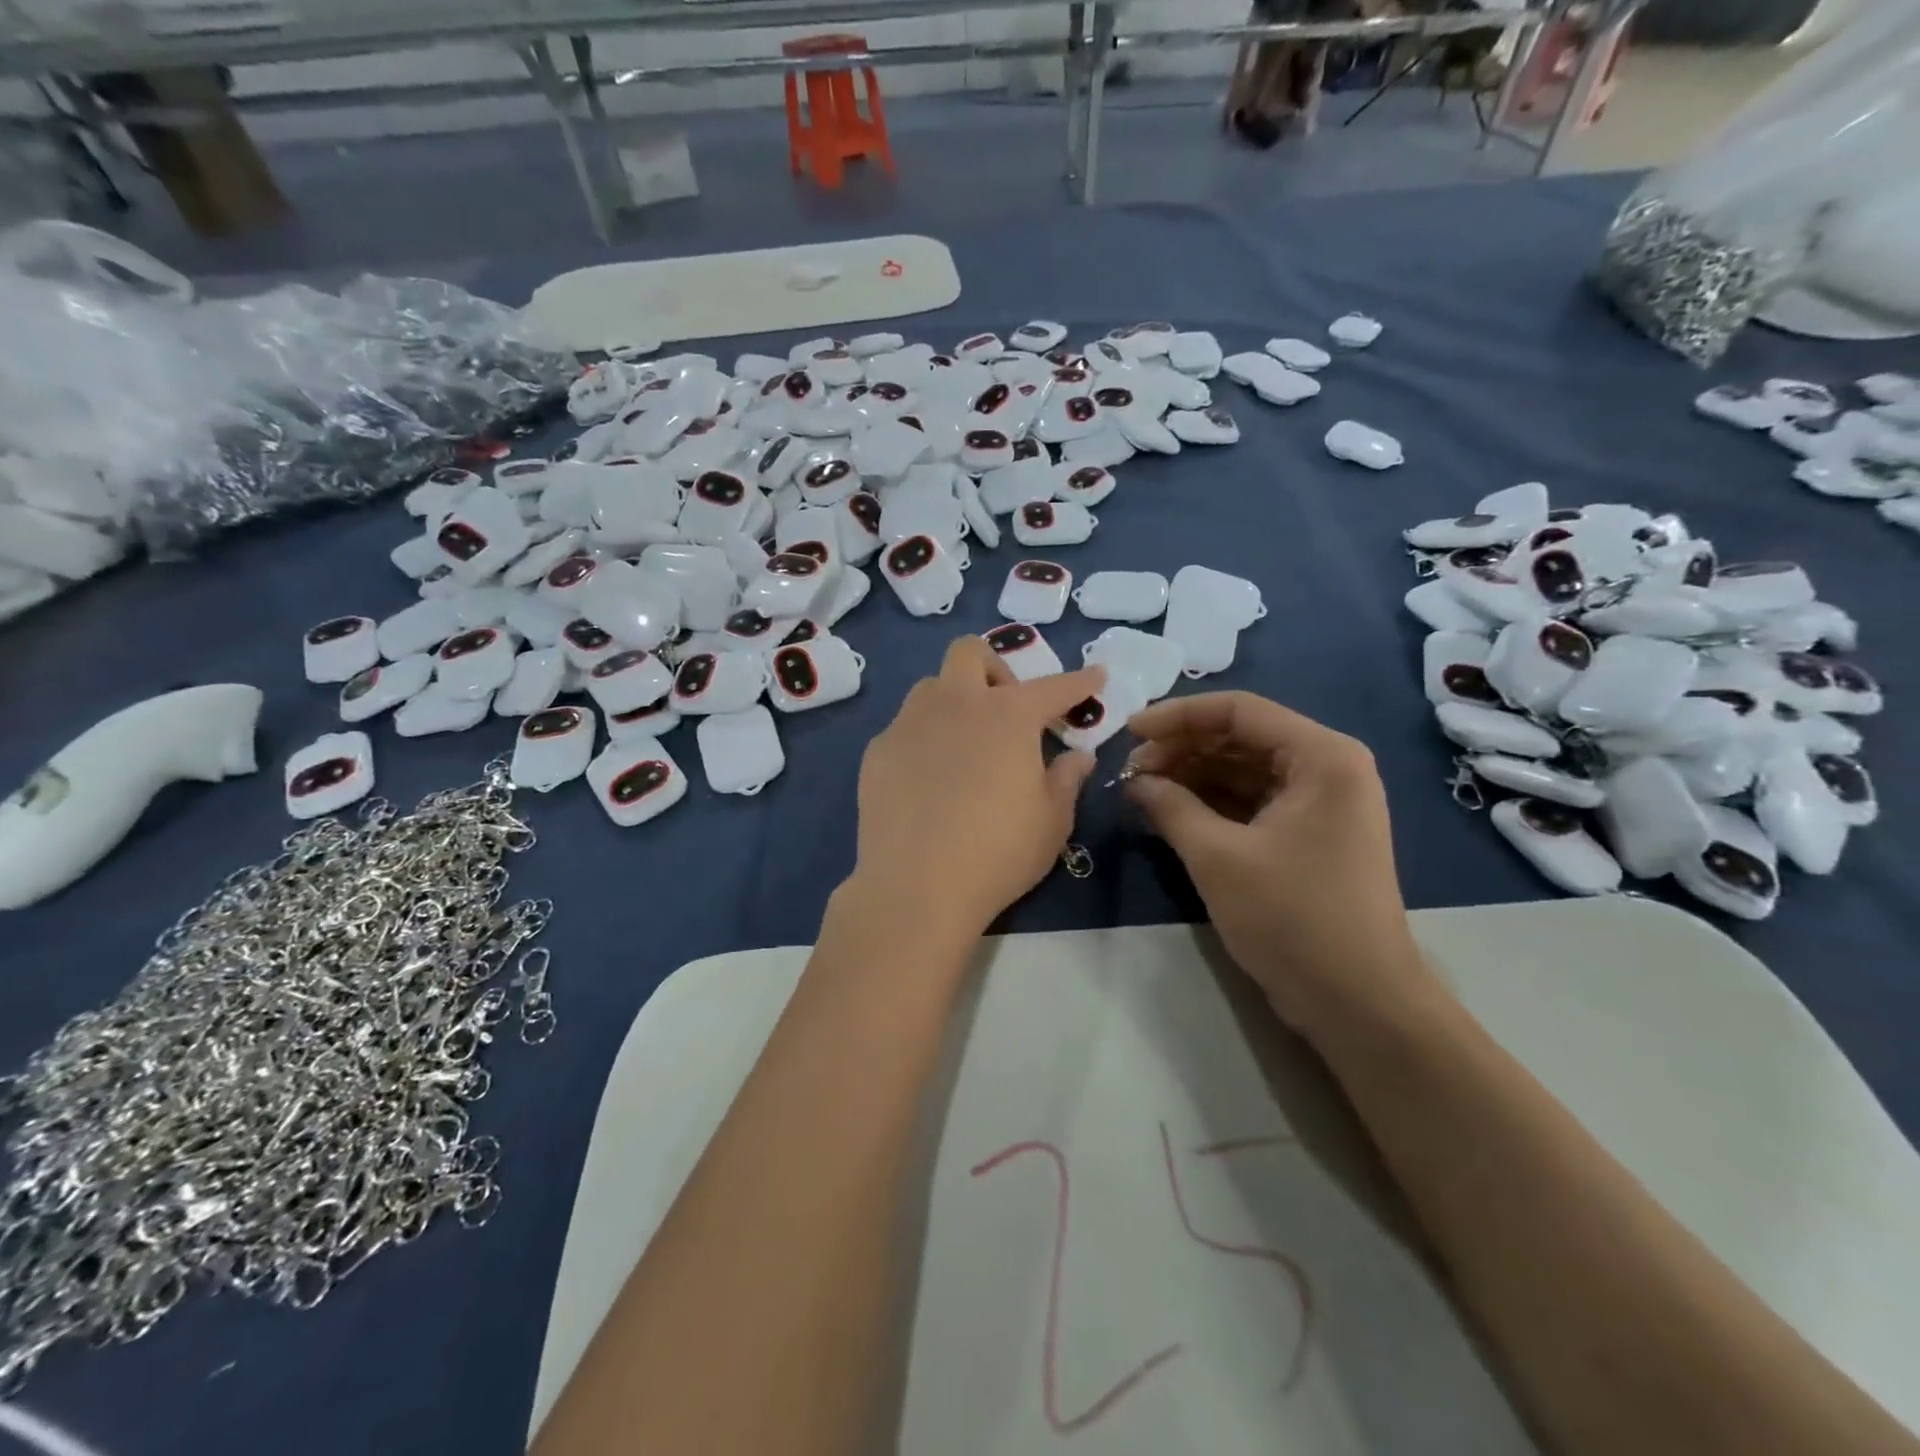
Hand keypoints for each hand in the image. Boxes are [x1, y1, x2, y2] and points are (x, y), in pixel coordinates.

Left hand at [850, 638, 1105, 940]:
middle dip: (994, 668)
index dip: (1080, 681)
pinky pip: (905, 727)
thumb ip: (1067, 779)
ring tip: (965, 743)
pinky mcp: (878, 751)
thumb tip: (1077, 756)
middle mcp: (956, 704)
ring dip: (955, 700)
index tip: (1096, 676)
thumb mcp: (1052, 821)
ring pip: (932, 687)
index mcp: (1008, 715)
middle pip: (969, 652)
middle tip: (1007, 711)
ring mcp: (909, 723)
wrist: (916, 886)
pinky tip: (928, 778)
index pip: (1053, 687)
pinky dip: (925, 737)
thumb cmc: (998, 853)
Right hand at [1123, 692, 1437, 1042]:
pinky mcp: (1309, 833)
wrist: (1358, 1002)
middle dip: (1182, 749)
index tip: (1128, 733)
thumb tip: (1134, 782)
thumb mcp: (1218, 858)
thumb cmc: (1293, 919)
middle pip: (1242, 737)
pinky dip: (1211, 802)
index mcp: (1322, 756)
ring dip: (1193, 775)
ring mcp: (1320, 802)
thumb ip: (1170, 807)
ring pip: (1244, 769)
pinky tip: (1171, 811)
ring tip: (1142, 791)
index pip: (1239, 711)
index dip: (1178, 716)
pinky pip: (1252, 800)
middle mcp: (1327, 767)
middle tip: (1131, 771)